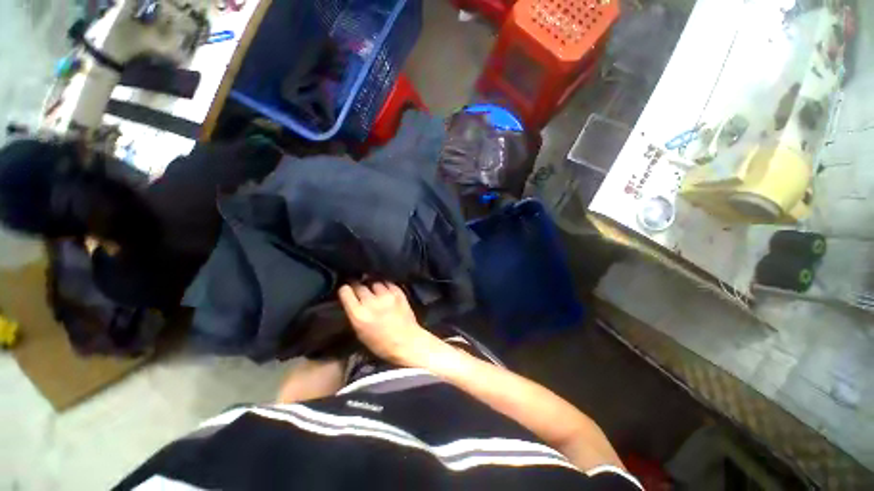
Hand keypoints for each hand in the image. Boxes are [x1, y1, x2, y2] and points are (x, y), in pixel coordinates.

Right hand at [338, 282, 442, 367]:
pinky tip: (385, 289)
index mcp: (358, 315)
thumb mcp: (360, 332)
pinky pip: (387, 283)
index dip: (345, 289)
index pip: (346, 292)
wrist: (407, 342)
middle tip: (358, 288)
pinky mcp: (398, 293)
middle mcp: (371, 302)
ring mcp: (386, 296)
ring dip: (372, 285)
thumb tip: (352, 300)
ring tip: (373, 289)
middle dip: (357, 286)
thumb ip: (354, 314)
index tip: (346, 290)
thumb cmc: (381, 344)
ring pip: (374, 282)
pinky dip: (385, 285)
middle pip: (359, 285)